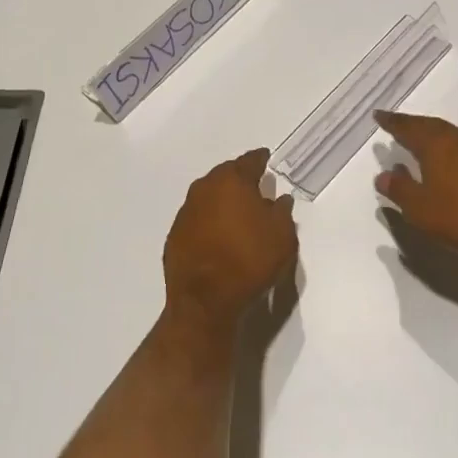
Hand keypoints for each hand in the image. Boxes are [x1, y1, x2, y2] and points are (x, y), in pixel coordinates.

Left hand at [162, 148, 296, 329]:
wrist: (205, 300)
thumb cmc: (250, 261)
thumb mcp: (282, 237)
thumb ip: (282, 212)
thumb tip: (279, 199)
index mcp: (232, 181)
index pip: (249, 161)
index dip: (260, 159)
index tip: (266, 158)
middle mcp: (204, 188)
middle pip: (225, 175)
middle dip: (239, 179)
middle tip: (254, 187)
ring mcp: (186, 211)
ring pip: (208, 196)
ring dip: (222, 200)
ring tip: (237, 213)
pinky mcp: (174, 234)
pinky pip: (197, 218)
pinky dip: (208, 221)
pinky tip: (218, 235)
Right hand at [373, 112, 457, 279]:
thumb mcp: (422, 210)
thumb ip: (400, 190)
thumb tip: (384, 174)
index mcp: (438, 145)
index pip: (409, 127)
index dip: (392, 122)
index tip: (379, 115)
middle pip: (434, 127)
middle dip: (416, 127)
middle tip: (402, 128)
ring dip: (442, 141)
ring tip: (431, 149)